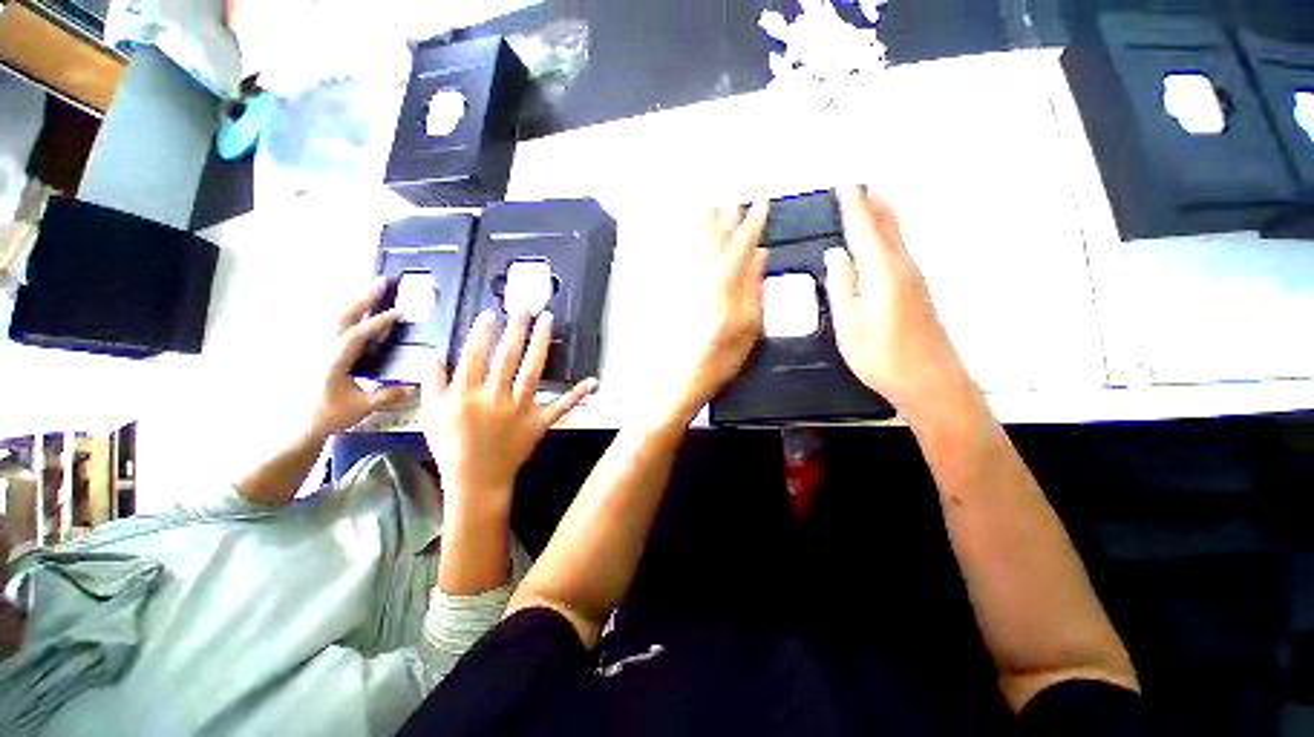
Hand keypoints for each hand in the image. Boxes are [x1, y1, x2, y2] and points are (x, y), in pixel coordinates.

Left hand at [308, 282, 413, 439]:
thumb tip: (414, 386)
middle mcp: (325, 349)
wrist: (299, 425)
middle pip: (343, 316)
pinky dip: (352, 314)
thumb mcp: (361, 407)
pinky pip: (338, 326)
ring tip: (376, 290)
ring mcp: (321, 348)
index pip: (357, 335)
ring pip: (339, 318)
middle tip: (383, 282)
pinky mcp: (323, 352)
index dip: (378, 322)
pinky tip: (363, 312)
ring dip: (358, 302)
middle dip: (363, 298)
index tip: (399, 312)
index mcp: (334, 361)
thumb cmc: (329, 415)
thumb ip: (387, 395)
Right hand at [422, 310, 595, 515]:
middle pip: (507, 355)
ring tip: (547, 320)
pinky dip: (577, 394)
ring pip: (532, 370)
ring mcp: (520, 409)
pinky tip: (593, 381)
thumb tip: (434, 354)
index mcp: (466, 394)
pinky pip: (561, 406)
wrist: (475, 480)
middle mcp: (495, 397)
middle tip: (525, 304)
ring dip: (540, 342)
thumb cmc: (451, 447)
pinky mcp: (539, 422)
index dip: (483, 332)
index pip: (475, 355)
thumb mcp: (430, 415)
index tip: (492, 314)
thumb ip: (431, 384)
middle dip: (516, 326)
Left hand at [661, 203, 769, 413]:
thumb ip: (755, 286)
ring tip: (712, 201)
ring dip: (708, 222)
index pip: (743, 245)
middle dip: (726, 213)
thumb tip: (760, 256)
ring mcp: (691, 283)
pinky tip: (696, 237)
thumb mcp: (750, 325)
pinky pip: (689, 259)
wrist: (686, 372)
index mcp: (726, 283)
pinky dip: (695, 244)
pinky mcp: (683, 292)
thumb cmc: (722, 355)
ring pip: (701, 244)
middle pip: (717, 238)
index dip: (753, 223)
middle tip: (731, 192)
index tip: (761, 203)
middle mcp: (706, 276)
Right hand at [824, 186, 972, 416]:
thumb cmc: (881, 356)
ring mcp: (915, 277)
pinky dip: (890, 234)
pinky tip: (883, 238)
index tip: (845, 185)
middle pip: (888, 225)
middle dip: (873, 203)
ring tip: (869, 201)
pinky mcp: (918, 289)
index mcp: (881, 272)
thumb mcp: (848, 323)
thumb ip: (841, 285)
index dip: (853, 206)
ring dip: (883, 216)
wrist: (931, 381)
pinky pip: (901, 250)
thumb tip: (835, 252)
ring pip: (898, 235)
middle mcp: (903, 267)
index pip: (864, 229)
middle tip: (859, 185)